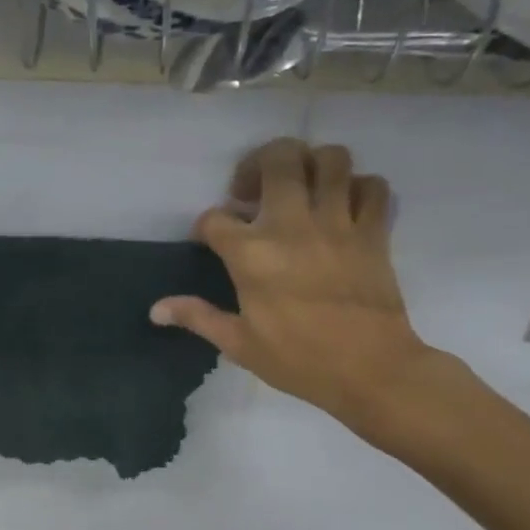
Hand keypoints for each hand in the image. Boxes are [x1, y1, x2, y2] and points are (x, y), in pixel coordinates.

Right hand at [150, 139, 441, 442]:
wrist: (370, 371)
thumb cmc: (298, 360)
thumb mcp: (239, 344)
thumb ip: (197, 317)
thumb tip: (155, 310)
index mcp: (251, 254)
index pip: (214, 218)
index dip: (205, 226)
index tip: (209, 241)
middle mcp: (292, 225)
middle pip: (277, 158)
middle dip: (258, 162)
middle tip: (253, 190)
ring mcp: (338, 223)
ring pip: (331, 159)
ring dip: (311, 164)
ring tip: (300, 187)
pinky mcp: (374, 232)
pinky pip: (373, 186)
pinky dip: (359, 187)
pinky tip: (344, 206)